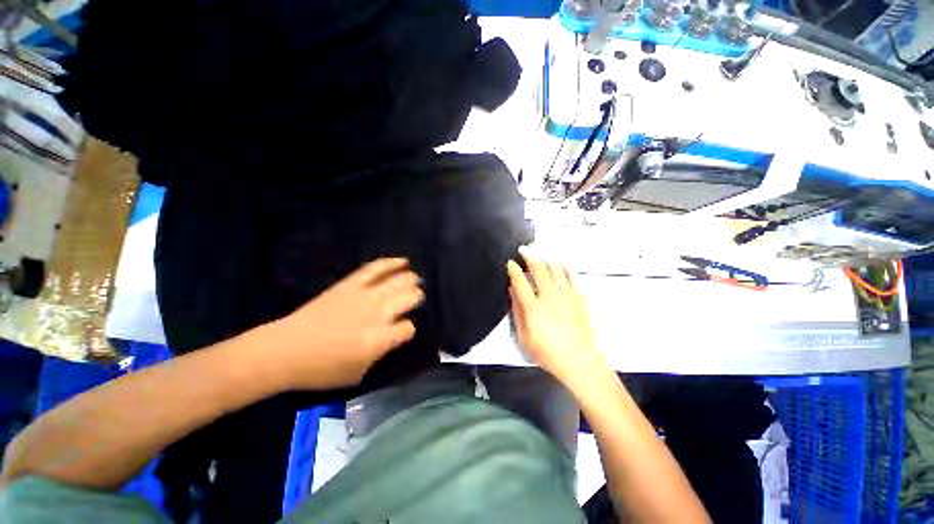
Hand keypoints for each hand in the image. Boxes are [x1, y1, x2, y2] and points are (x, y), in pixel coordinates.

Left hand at [268, 258, 422, 389]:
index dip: (409, 328)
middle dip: (416, 298)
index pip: (409, 327)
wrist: (284, 350)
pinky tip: (403, 262)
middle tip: (415, 300)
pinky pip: (376, 268)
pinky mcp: (351, 284)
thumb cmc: (321, 369)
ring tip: (415, 280)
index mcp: (379, 339)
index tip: (403, 330)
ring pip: (398, 280)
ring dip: (411, 279)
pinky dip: (392, 263)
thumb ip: (381, 353)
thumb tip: (394, 336)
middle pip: (410, 297)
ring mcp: (364, 295)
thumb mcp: (358, 373)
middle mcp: (377, 313)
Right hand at [507, 249, 606, 387]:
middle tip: (524, 250)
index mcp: (533, 308)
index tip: (510, 263)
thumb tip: (513, 292)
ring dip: (545, 258)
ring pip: (555, 268)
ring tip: (539, 254)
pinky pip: (571, 275)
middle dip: (529, 256)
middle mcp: (549, 297)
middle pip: (538, 269)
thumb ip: (517, 312)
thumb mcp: (524, 336)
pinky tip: (559, 262)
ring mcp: (566, 295)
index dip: (514, 270)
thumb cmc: (548, 352)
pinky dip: (563, 266)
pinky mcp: (578, 297)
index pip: (520, 282)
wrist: (579, 360)